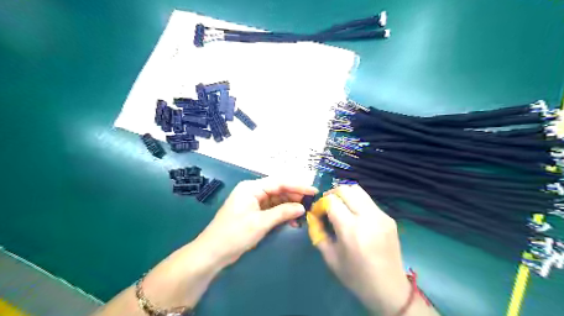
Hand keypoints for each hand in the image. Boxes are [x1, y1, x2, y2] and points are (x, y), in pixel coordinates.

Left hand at [196, 176, 316, 267]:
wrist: (212, 253)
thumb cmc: (235, 234)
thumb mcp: (260, 223)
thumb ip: (282, 212)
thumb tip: (302, 207)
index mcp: (251, 188)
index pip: (279, 182)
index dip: (298, 186)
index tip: (314, 191)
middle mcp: (253, 191)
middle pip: (278, 190)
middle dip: (295, 196)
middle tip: (311, 203)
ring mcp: (253, 202)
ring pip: (276, 200)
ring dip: (290, 206)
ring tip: (304, 213)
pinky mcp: (254, 213)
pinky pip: (272, 209)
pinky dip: (282, 214)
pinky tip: (292, 220)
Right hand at [312, 185, 409, 313]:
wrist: (389, 289)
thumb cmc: (356, 276)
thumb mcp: (330, 257)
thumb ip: (318, 233)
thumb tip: (313, 216)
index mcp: (350, 229)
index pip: (331, 201)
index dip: (321, 204)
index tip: (318, 213)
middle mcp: (367, 217)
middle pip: (345, 189)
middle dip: (332, 194)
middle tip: (327, 206)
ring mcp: (381, 215)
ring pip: (358, 190)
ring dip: (345, 195)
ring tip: (340, 207)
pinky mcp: (389, 217)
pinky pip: (368, 201)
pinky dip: (357, 202)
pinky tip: (355, 216)